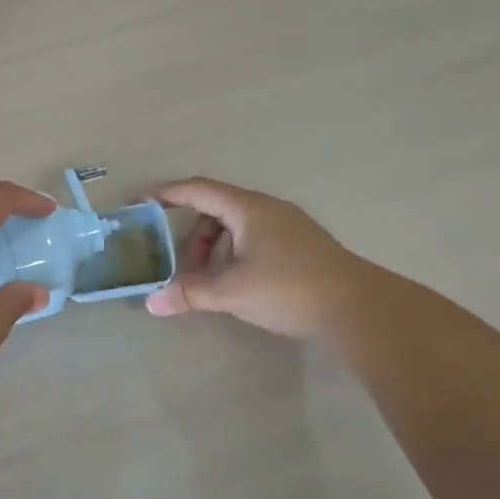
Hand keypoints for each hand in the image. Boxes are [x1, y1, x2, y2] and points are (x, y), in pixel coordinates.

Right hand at [144, 178, 371, 336]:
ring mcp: (287, 226)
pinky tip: (236, 283)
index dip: (166, 194)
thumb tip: (152, 303)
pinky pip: (252, 239)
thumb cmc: (290, 289)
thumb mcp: (232, 292)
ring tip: (208, 281)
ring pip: (235, 227)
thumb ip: (189, 293)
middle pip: (215, 210)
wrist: (360, 309)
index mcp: (248, 209)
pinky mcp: (299, 245)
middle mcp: (266, 209)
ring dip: (213, 249)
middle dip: (191, 236)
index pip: (197, 190)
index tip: (139, 203)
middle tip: (180, 267)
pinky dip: (233, 255)